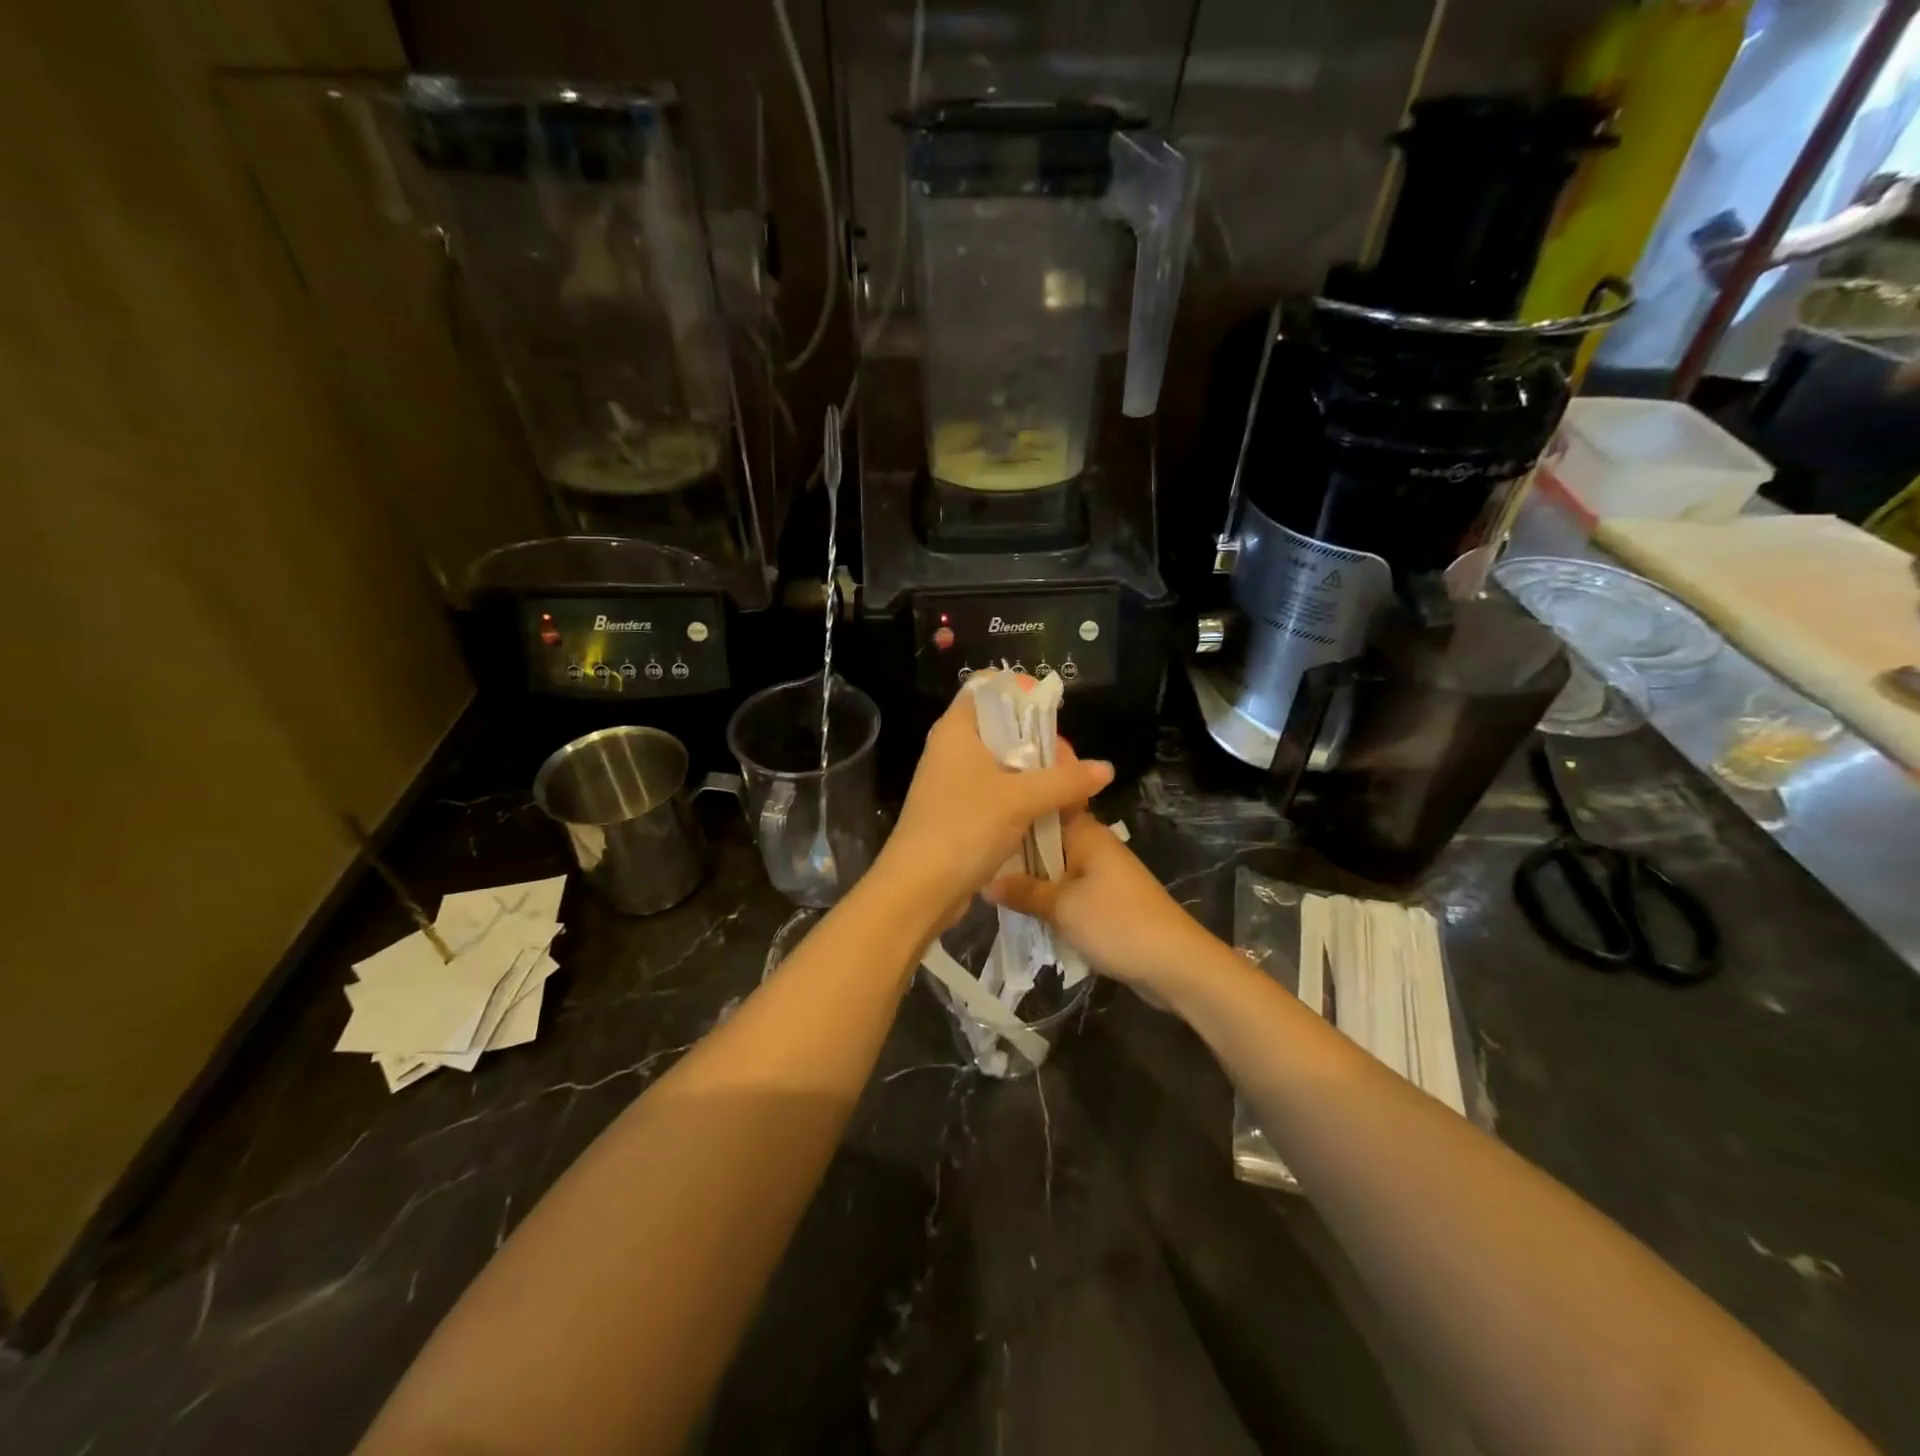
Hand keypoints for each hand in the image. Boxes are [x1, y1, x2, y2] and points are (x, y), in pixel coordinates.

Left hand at [874, 673, 1113, 912]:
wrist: (918, 889)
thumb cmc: (965, 827)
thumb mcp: (1021, 800)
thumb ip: (1066, 781)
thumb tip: (1106, 769)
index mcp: (957, 729)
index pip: (988, 687)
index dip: (1022, 692)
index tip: (1054, 711)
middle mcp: (952, 749)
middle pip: (1002, 726)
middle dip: (1039, 741)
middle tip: (1069, 763)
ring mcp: (954, 782)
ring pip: (1002, 763)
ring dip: (1035, 774)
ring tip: (1067, 790)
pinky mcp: (959, 811)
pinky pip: (997, 792)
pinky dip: (1022, 797)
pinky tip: (1048, 812)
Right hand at [984, 811, 1213, 996]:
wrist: (1174, 964)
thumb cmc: (1117, 924)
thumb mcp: (1062, 907)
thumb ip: (1024, 892)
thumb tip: (986, 882)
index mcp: (1086, 833)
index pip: (1047, 802)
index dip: (1020, 798)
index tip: (986, 798)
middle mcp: (1093, 845)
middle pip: (1045, 836)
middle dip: (1015, 844)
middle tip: (973, 846)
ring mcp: (1100, 873)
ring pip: (1053, 865)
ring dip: (1028, 874)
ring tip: (985, 875)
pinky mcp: (1104, 899)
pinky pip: (1065, 888)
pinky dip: (1045, 895)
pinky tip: (1018, 904)